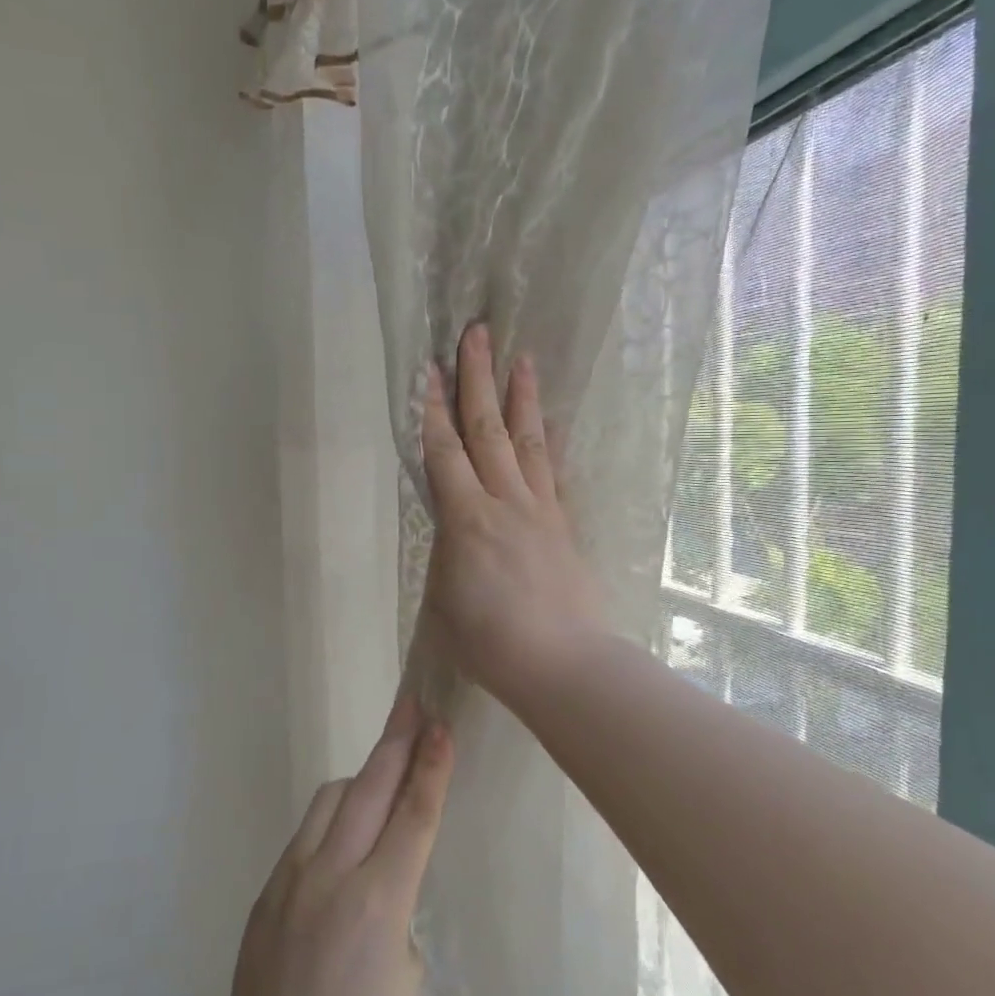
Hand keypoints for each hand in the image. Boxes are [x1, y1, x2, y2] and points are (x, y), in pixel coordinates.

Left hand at [215, 697, 454, 995]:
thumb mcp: (404, 976)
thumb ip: (395, 907)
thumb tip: (382, 874)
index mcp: (378, 901)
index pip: (412, 815)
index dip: (430, 766)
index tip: (439, 724)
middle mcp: (333, 874)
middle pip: (370, 788)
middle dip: (396, 742)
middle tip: (412, 703)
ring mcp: (292, 876)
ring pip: (331, 799)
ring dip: (362, 780)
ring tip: (382, 776)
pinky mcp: (268, 888)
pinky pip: (307, 833)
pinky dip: (332, 819)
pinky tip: (343, 835)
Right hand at [420, 323, 608, 706]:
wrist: (561, 663)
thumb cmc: (488, 642)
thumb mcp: (443, 599)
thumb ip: (446, 553)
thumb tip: (453, 530)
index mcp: (466, 519)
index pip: (444, 451)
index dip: (433, 409)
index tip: (430, 369)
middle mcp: (504, 501)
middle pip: (487, 429)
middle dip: (478, 378)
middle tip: (477, 333)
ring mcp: (540, 510)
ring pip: (528, 441)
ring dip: (521, 397)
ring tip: (521, 358)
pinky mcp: (564, 525)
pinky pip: (556, 473)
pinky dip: (551, 443)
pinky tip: (552, 423)